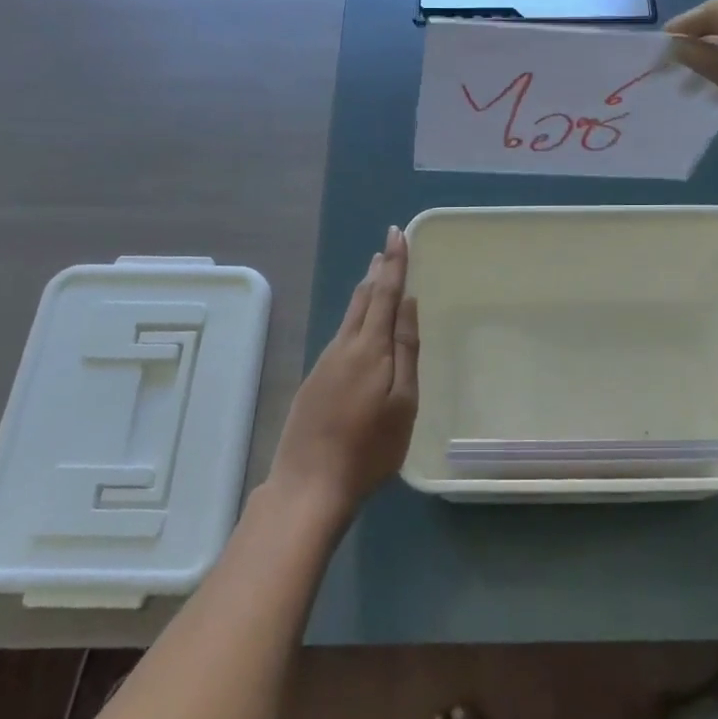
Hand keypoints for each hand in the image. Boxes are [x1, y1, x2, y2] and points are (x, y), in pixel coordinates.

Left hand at [267, 226, 419, 521]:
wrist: (309, 485)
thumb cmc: (369, 449)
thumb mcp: (402, 403)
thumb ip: (405, 350)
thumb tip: (408, 304)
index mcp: (370, 348)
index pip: (385, 293)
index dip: (395, 263)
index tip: (398, 233)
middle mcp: (344, 346)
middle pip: (363, 299)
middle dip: (378, 271)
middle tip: (388, 247)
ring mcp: (325, 363)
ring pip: (349, 316)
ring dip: (365, 292)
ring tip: (376, 274)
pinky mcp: (315, 380)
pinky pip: (340, 336)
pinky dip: (354, 317)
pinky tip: (358, 325)